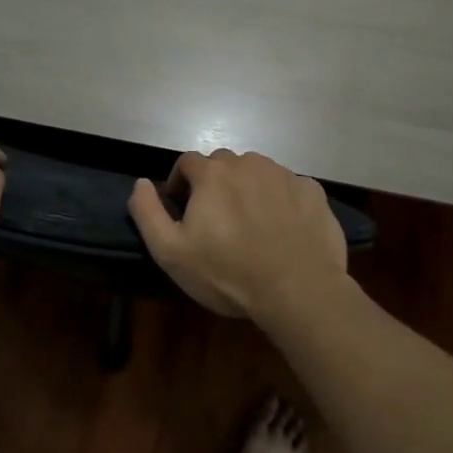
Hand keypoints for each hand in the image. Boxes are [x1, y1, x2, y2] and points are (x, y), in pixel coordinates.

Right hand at [126, 150, 348, 321]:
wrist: (298, 290)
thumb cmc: (228, 273)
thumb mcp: (171, 252)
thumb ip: (147, 212)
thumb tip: (140, 183)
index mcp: (212, 173)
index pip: (187, 162)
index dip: (180, 183)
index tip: (182, 209)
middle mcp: (248, 163)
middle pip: (223, 164)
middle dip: (214, 184)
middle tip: (216, 219)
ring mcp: (284, 174)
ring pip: (257, 172)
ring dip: (248, 189)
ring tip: (251, 223)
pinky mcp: (312, 191)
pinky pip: (289, 187)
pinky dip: (281, 200)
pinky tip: (282, 229)